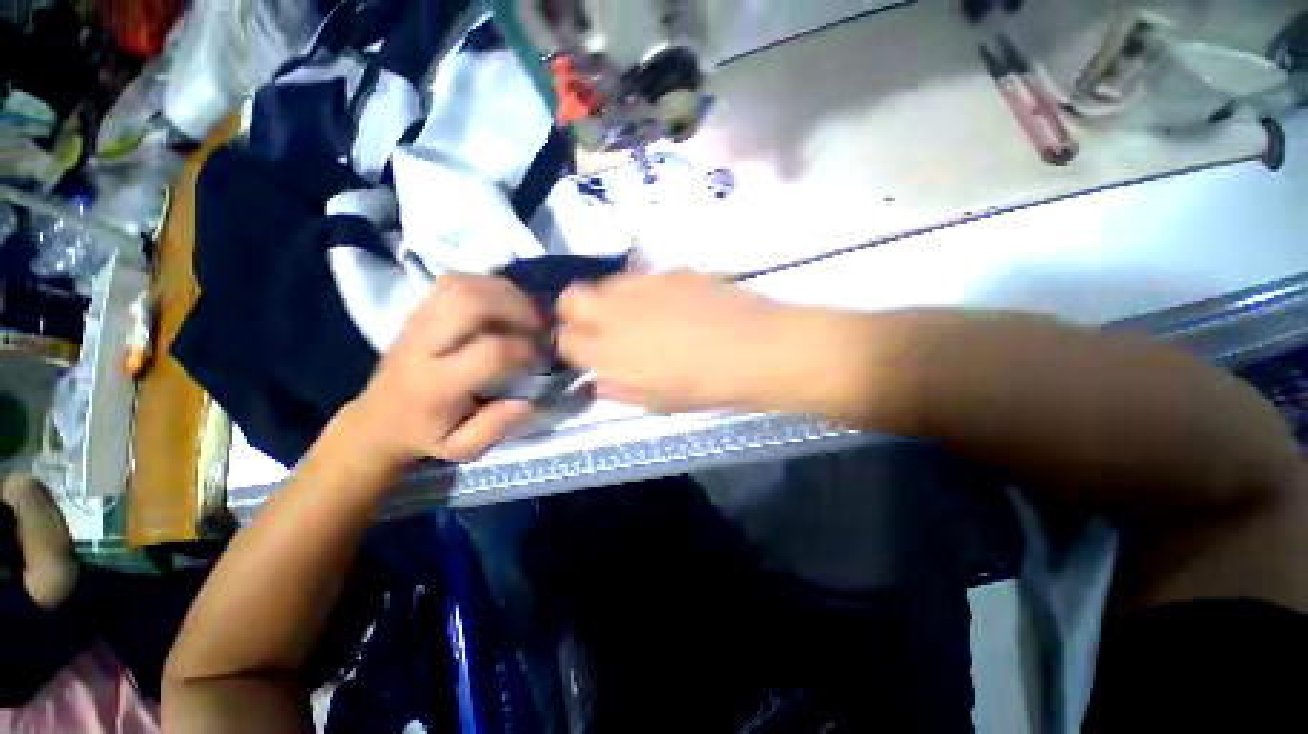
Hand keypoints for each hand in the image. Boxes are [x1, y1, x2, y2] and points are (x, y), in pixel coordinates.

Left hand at [345, 275, 543, 465]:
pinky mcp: (419, 309)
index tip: (542, 358)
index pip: (491, 352)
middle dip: (518, 307)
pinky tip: (504, 303)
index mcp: (436, 384)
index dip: (526, 349)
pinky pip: (455, 281)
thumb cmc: (426, 434)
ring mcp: (418, 320)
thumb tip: (530, 400)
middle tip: (540, 325)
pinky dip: (488, 285)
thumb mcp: (462, 448)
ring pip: (463, 284)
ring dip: (506, 293)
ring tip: (527, 312)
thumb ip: (496, 426)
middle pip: (471, 302)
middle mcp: (423, 344)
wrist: (377, 419)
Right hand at [558, 271, 786, 411]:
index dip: (572, 345)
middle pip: (572, 298)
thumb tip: (601, 379)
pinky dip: (643, 290)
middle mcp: (618, 313)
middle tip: (601, 326)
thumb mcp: (658, 403)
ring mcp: (644, 286)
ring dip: (610, 298)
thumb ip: (620, 389)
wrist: (756, 349)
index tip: (586, 351)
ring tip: (636, 314)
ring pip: (605, 282)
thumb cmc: (706, 387)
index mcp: (611, 352)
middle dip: (577, 312)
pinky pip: (642, 276)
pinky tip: (668, 304)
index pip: (566, 340)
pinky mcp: (671, 271)